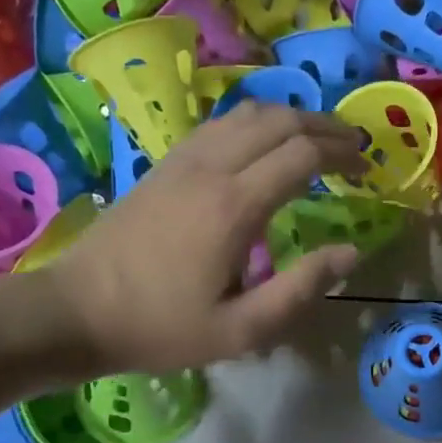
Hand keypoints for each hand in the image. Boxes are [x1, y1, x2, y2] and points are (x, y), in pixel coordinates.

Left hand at [41, 103, 364, 374]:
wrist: (75, 311)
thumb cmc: (162, 326)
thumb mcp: (241, 330)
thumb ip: (301, 289)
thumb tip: (350, 252)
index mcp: (235, 206)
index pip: (302, 154)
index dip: (341, 153)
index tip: (366, 166)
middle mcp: (212, 168)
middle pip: (279, 120)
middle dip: (324, 125)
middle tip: (353, 144)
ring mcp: (183, 159)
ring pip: (248, 112)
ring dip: (290, 117)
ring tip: (318, 138)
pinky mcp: (165, 163)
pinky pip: (220, 124)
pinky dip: (256, 122)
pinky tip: (265, 143)